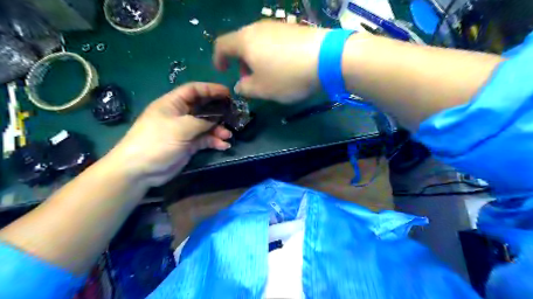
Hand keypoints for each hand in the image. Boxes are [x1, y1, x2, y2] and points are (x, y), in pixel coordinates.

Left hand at [107, 82, 231, 186]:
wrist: (141, 170)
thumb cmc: (156, 142)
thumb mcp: (180, 127)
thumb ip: (202, 121)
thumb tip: (218, 119)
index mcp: (173, 104)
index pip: (194, 90)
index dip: (210, 89)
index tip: (227, 93)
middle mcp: (180, 115)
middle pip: (203, 107)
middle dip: (218, 111)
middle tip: (233, 115)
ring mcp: (185, 130)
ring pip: (207, 125)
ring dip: (219, 129)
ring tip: (228, 135)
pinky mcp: (189, 144)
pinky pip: (205, 139)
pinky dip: (215, 141)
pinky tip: (223, 146)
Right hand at [212, 20, 328, 102]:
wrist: (326, 58)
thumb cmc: (287, 76)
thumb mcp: (262, 89)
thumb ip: (245, 89)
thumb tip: (240, 86)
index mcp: (244, 41)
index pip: (222, 45)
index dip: (218, 58)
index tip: (222, 71)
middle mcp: (258, 28)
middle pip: (241, 43)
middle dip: (241, 62)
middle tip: (249, 79)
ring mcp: (277, 26)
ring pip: (259, 42)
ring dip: (257, 59)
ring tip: (268, 75)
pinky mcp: (294, 28)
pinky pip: (275, 41)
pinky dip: (272, 54)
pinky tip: (284, 66)